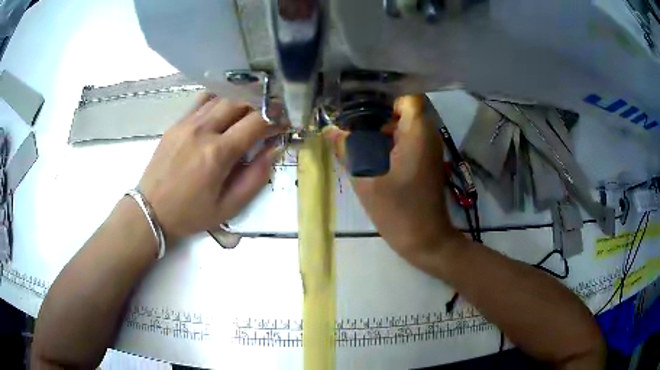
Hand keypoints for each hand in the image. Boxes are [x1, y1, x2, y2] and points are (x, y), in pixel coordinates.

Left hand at [138, 94, 284, 241]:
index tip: (284, 122)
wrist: (151, 210)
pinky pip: (202, 101)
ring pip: (221, 97)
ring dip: (241, 100)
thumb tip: (273, 150)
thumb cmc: (190, 214)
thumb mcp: (228, 207)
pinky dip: (219, 100)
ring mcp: (187, 123)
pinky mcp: (176, 123)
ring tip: (249, 110)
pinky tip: (223, 109)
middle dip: (260, 104)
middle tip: (269, 114)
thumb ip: (255, 178)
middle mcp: (203, 130)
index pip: (256, 121)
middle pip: (240, 101)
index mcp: (218, 153)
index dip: (275, 118)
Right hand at [323, 95, 462, 268]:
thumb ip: (347, 151)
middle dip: (378, 115)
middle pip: (403, 110)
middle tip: (352, 123)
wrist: (425, 239)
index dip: (383, 99)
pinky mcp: (427, 160)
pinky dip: (392, 142)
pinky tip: (372, 154)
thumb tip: (330, 130)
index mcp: (417, 133)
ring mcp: (430, 148)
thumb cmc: (398, 211)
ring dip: (383, 130)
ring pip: (405, 125)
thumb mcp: (366, 181)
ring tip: (358, 138)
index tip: (361, 107)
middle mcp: (428, 135)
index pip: (405, 97)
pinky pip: (409, 140)